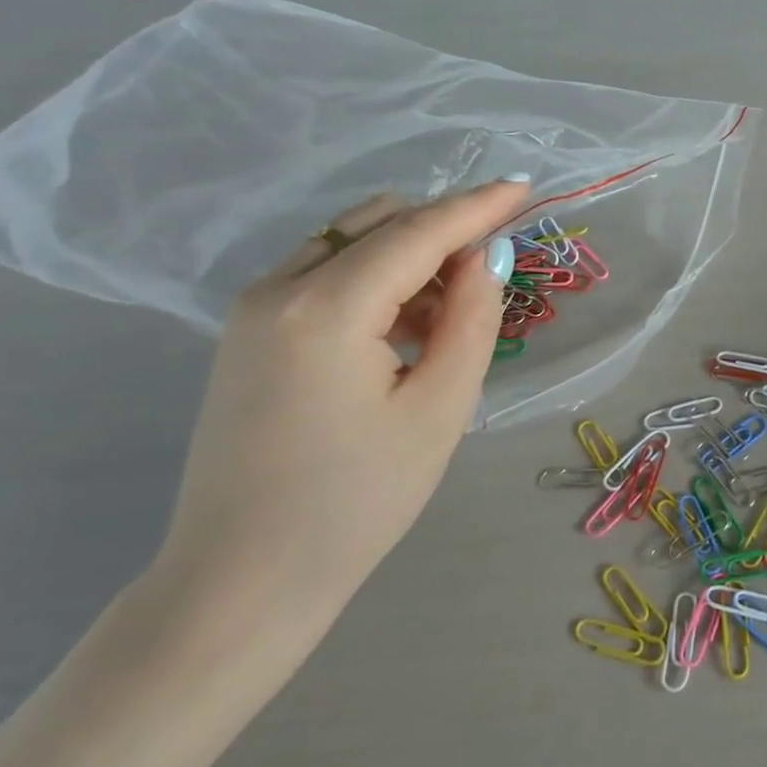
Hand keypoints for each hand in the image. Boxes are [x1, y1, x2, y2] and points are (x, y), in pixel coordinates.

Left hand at [150, 181, 528, 631]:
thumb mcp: (439, 411)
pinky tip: (403, 331)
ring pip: (349, 243)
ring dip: (411, 257)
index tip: (524, 187)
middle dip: (443, 231)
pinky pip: (324, 274)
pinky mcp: (247, 333)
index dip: (477, 206)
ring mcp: (253, 309)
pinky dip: (376, 280)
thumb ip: (471, 321)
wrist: (241, 580)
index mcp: (325, 308)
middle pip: (378, 223)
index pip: (417, 231)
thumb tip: (485, 258)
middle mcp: (278, 289)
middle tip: (492, 275)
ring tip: (451, 316)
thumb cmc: (356, 503)